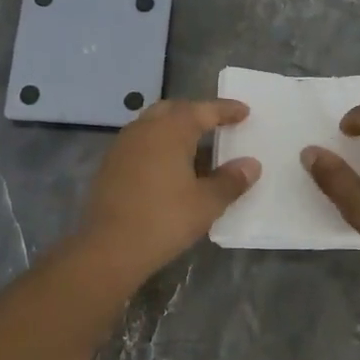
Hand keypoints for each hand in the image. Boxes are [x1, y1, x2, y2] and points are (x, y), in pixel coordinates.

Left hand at [78, 98, 259, 283]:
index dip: (225, 110)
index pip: (203, 110)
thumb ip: (231, 181)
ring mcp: (122, 146)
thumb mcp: (206, 203)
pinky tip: (169, 167)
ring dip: (175, 129)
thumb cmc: (164, 220)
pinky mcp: (110, 165)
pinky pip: (140, 143)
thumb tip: (251, 165)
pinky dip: (159, 145)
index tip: (244, 111)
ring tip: (195, 146)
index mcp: (170, 131)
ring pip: (153, 125)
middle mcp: (144, 129)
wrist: (109, 248)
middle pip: (174, 110)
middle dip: (197, 113)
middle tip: (217, 124)